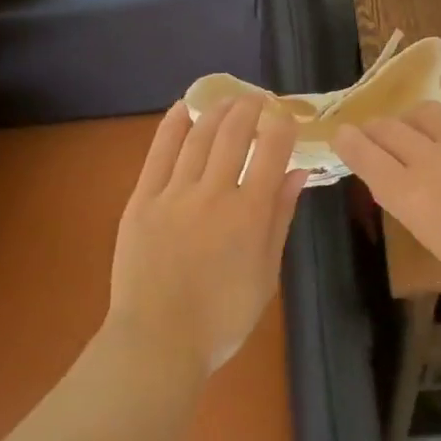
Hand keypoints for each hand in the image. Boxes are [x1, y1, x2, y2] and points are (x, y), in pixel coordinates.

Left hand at [109, 96, 308, 375]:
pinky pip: (159, 153)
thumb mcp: (266, 273)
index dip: (282, 126)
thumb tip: (297, 173)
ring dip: (217, 110)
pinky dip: (173, 125)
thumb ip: (280, 218)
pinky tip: (184, 108)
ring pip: (199, 136)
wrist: (157, 341)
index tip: (287, 116)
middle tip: (258, 99)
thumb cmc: (222, 317)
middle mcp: (213, 193)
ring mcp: (174, 194)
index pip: (271, 152)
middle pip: (234, 134)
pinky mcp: (142, 199)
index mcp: (249, 214)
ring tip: (229, 99)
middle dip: (250, 108)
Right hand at [332, 77, 440, 311]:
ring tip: (419, 125)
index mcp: (410, 196)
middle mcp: (432, 160)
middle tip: (378, 132)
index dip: (347, 141)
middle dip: (376, 129)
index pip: (364, 154)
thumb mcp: (431, 238)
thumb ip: (405, 201)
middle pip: (388, 128)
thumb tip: (387, 172)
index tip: (342, 135)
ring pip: (423, 109)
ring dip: (414, 118)